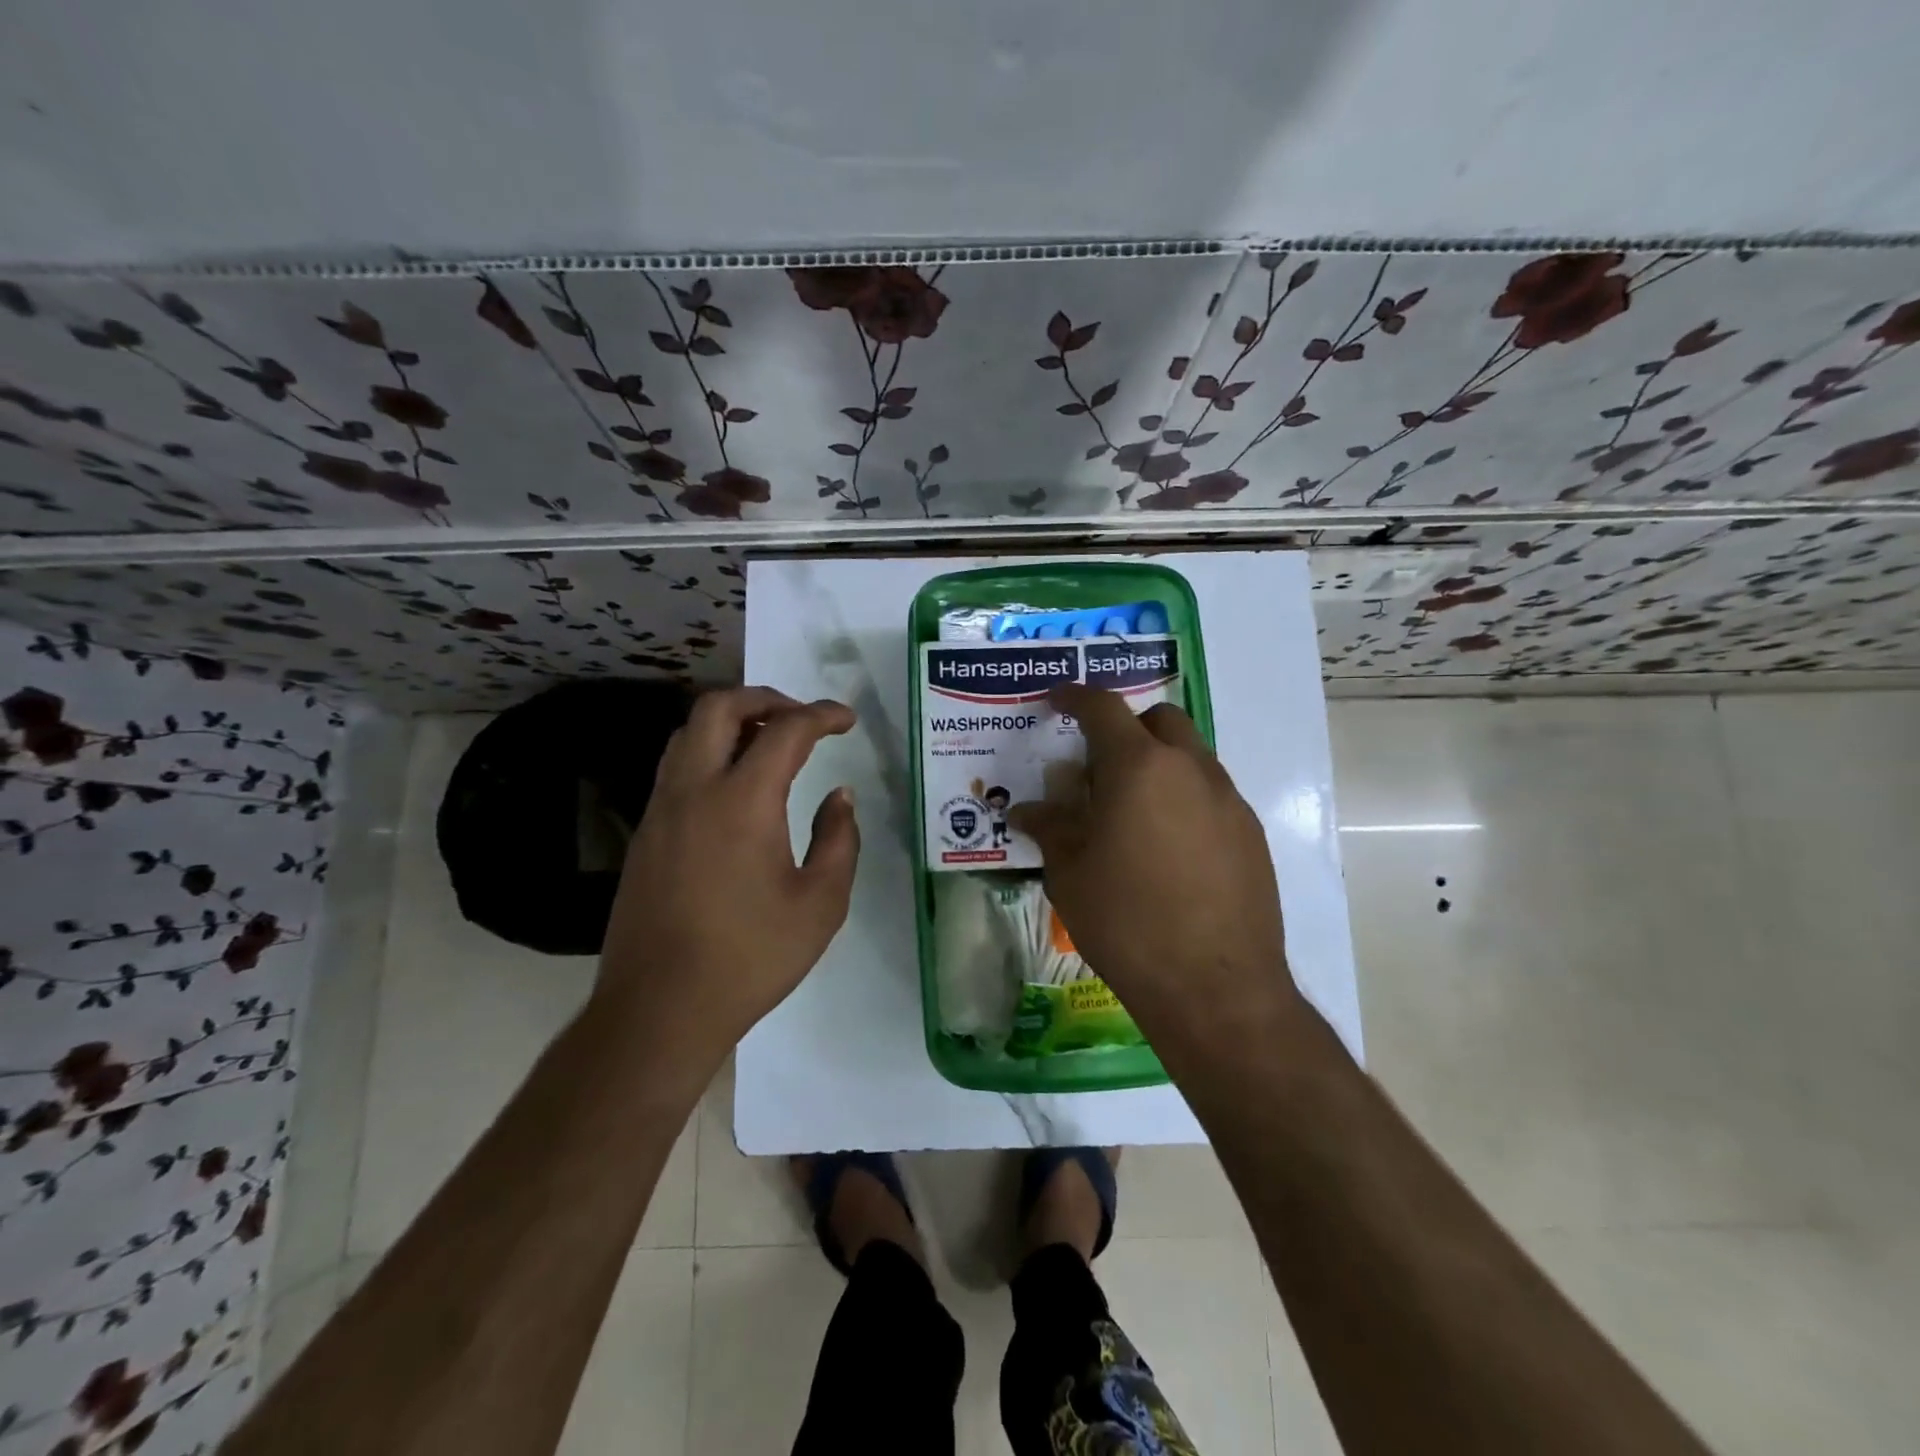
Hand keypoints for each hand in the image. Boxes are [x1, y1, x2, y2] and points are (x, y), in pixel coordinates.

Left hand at [594, 687, 859, 1079]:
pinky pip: (675, 766)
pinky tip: (734, 787)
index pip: (785, 731)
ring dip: (730, 721)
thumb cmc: (750, 957)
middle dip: (765, 698)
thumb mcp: (820, 904)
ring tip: (767, 744)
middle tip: (800, 718)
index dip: (821, 715)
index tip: (845, 720)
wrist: (660, 1008)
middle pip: (719, 707)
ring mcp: (662, 810)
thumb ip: (838, 840)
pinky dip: (708, 751)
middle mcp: (695, 790)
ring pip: (688, 732)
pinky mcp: (645, 833)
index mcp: (744, 801)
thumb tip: (839, 797)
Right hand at [1010, 685, 1299, 1043]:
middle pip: (1161, 719)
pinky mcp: (1252, 834)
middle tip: (1100, 765)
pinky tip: (1169, 847)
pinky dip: (1185, 798)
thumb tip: (1028, 811)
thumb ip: (1051, 829)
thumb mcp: (1070, 875)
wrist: (1215, 987)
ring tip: (1133, 811)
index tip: (1058, 700)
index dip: (1076, 698)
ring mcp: (1229, 801)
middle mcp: (1191, 770)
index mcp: (1139, 768)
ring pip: (1191, 756)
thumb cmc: (1127, 923)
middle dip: (1128, 727)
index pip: (1103, 709)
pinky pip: (1212, 794)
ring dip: (1160, 763)